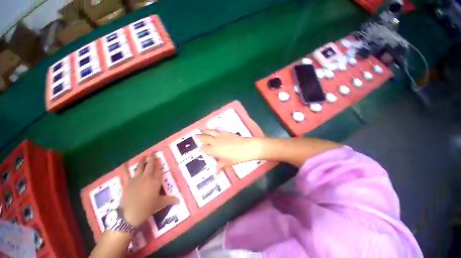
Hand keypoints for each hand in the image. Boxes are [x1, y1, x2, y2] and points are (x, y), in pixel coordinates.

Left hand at [121, 154, 178, 226]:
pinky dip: (124, 169)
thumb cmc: (148, 208)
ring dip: (142, 161)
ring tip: (144, 155)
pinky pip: (125, 174)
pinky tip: (124, 164)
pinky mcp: (127, 183)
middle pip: (150, 165)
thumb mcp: (160, 203)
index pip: (158, 170)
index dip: (159, 163)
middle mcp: (147, 177)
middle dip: (151, 158)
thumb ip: (170, 200)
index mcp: (155, 181)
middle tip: (152, 152)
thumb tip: (180, 201)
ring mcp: (136, 179)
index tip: (159, 157)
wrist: (130, 215)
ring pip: (140, 167)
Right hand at [196, 129, 262, 170]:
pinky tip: (214, 129)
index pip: (204, 149)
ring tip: (202, 130)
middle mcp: (215, 142)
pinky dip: (214, 129)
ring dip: (205, 131)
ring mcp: (221, 136)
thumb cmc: (237, 157)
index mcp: (214, 150)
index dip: (202, 148)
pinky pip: (218, 130)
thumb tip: (216, 174)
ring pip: (210, 132)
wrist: (247, 147)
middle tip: (195, 136)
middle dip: (200, 137)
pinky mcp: (226, 132)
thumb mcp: (228, 163)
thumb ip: (220, 166)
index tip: (201, 148)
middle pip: (205, 138)